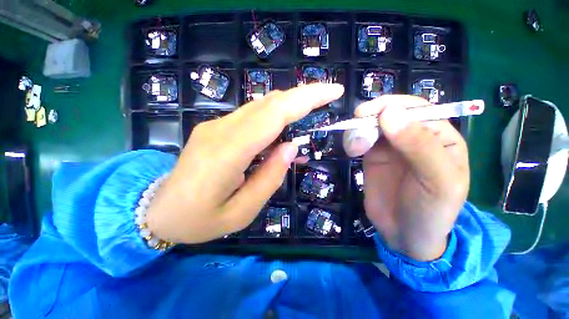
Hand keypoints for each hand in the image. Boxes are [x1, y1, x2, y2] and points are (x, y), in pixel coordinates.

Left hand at [146, 84, 344, 243]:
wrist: (158, 211)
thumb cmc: (198, 220)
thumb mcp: (241, 211)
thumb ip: (269, 177)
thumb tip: (291, 147)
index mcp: (227, 153)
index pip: (274, 115)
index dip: (306, 99)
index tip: (333, 91)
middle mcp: (221, 130)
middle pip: (269, 103)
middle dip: (303, 95)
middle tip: (329, 96)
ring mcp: (216, 125)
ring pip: (261, 106)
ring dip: (290, 106)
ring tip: (311, 116)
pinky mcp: (216, 128)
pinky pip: (252, 116)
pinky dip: (275, 117)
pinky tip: (284, 132)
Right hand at [343, 95, 468, 260]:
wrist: (405, 234)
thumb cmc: (430, 210)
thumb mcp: (436, 180)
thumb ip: (418, 144)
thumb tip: (389, 112)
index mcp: (439, 136)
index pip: (415, 108)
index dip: (390, 106)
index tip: (366, 114)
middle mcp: (413, 136)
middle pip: (388, 113)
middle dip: (368, 119)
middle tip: (355, 134)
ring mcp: (390, 145)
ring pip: (370, 125)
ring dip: (357, 131)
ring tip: (353, 149)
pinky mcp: (372, 155)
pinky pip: (360, 138)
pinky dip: (352, 139)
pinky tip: (352, 151)